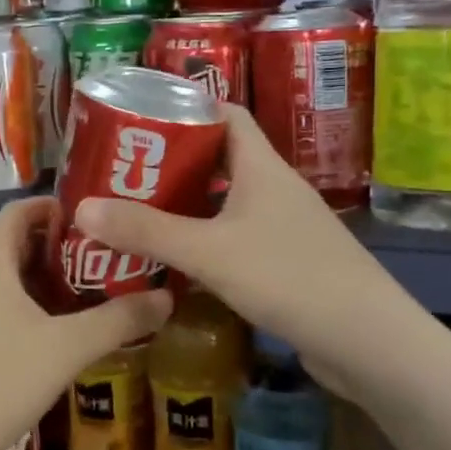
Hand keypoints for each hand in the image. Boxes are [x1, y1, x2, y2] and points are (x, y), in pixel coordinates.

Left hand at [0, 197, 170, 449]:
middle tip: (95, 267)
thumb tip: (166, 298)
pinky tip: (34, 337)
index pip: (19, 210)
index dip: (54, 208)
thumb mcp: (67, 350)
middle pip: (8, 243)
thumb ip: (119, 320)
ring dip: (30, 281)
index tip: (91, 222)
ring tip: (73, 303)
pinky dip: (8, 304)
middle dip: (51, 251)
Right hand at [76, 105, 402, 376]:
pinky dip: (202, 240)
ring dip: (184, 204)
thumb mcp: (208, 251)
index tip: (139, 116)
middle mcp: (273, 188)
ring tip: (135, 212)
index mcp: (261, 166)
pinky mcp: (285, 263)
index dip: (186, 106)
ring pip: (224, 201)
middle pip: (218, 157)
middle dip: (171, 160)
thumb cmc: (289, 277)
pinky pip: (233, 237)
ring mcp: (282, 227)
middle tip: (122, 170)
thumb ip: (146, 231)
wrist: (369, 343)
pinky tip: (173, 260)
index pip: (225, 113)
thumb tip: (81, 208)